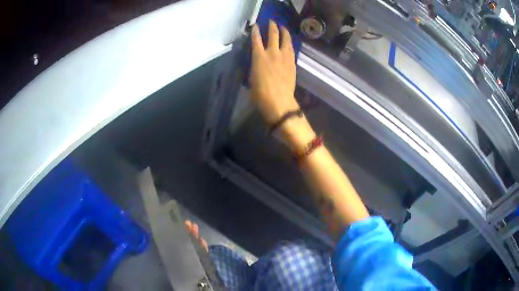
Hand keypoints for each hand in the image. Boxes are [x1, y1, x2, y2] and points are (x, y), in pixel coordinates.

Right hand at [249, 20, 299, 124]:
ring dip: (284, 31)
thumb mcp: (251, 79)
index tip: (256, 26)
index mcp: (259, 57)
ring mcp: (284, 57)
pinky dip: (289, 43)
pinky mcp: (292, 63)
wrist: (279, 102)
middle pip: (273, 34)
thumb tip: (256, 63)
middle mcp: (272, 53)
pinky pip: (291, 49)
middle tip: (271, 21)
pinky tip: (289, 42)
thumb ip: (254, 67)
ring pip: (286, 39)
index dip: (256, 31)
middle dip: (272, 26)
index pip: (256, 39)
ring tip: (283, 27)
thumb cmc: (260, 94)